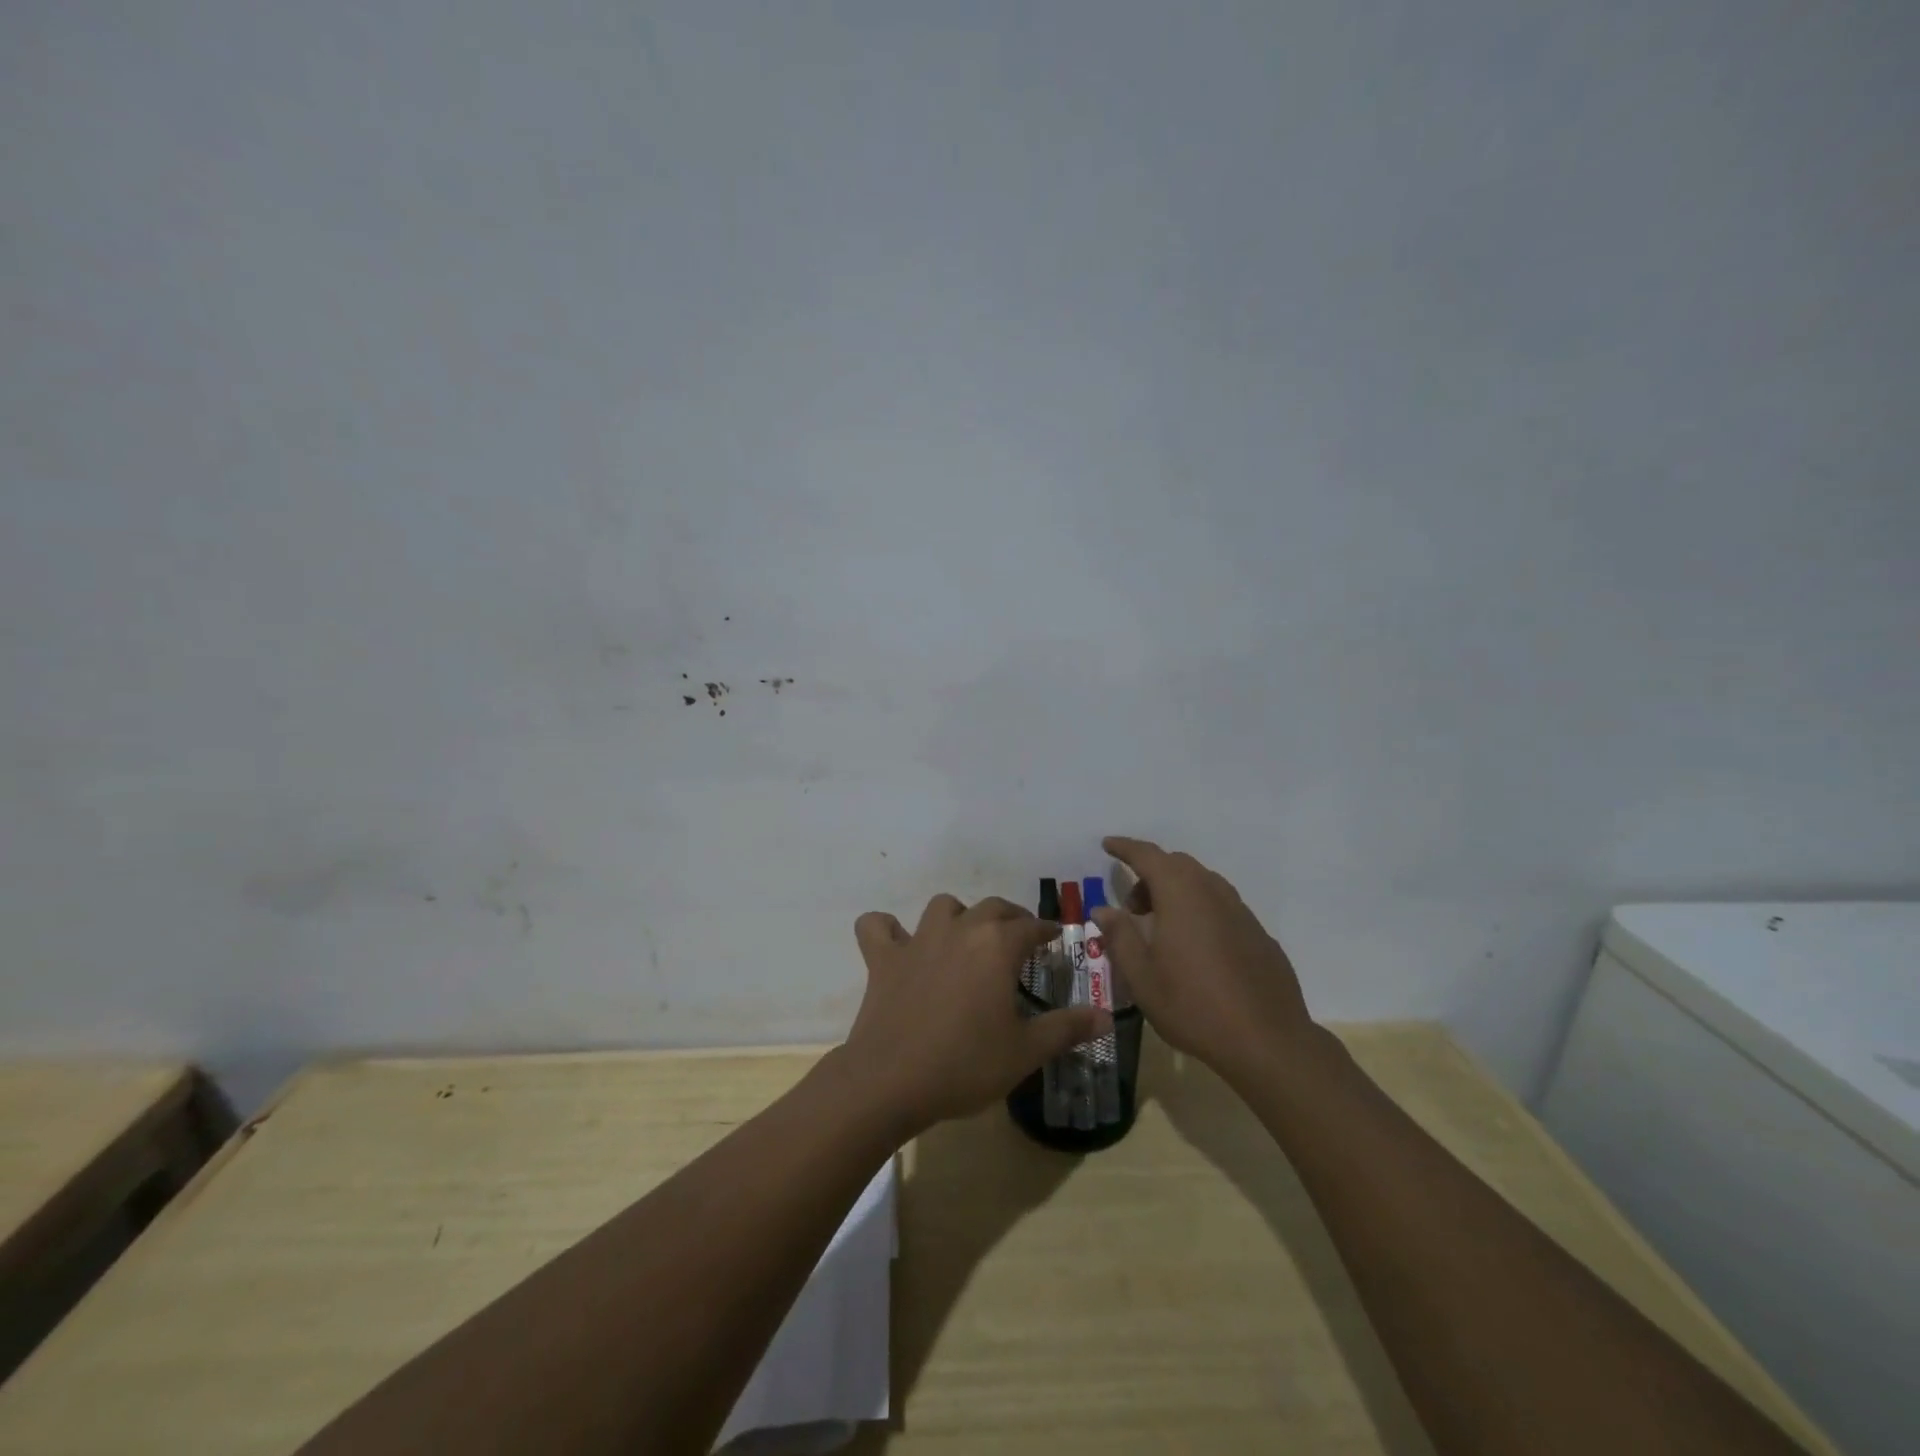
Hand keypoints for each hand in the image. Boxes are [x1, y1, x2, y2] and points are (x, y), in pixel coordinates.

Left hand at [842, 894, 1109, 1135]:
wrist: (891, 1081)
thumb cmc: (966, 1064)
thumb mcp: (1025, 1051)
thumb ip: (1067, 1028)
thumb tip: (1107, 1016)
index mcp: (997, 945)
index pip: (1032, 926)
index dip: (1047, 931)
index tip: (1055, 939)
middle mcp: (960, 929)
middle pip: (991, 908)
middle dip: (1010, 918)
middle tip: (1019, 940)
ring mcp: (917, 940)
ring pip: (942, 907)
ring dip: (958, 916)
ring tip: (965, 938)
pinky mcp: (883, 957)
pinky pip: (878, 927)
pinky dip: (887, 929)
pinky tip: (896, 943)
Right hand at [1096, 837, 1314, 1080]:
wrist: (1267, 1041)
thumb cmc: (1193, 1006)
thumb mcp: (1142, 977)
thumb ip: (1120, 936)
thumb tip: (1104, 909)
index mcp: (1180, 894)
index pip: (1148, 856)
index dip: (1125, 848)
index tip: (1108, 845)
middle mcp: (1212, 892)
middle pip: (1177, 865)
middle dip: (1150, 875)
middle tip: (1132, 908)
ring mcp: (1241, 912)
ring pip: (1202, 884)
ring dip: (1176, 892)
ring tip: (1161, 929)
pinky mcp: (1259, 934)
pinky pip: (1222, 907)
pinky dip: (1200, 911)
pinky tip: (1196, 949)